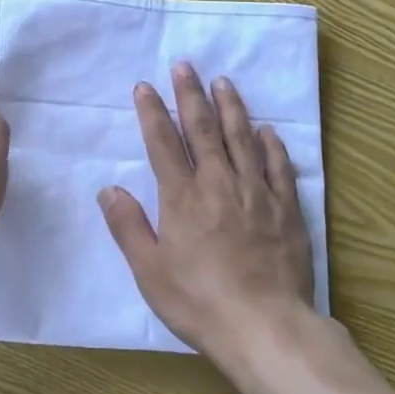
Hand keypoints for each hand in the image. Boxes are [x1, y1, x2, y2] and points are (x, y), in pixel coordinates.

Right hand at [99, 63, 314, 360]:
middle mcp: (218, 184)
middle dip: (190, 95)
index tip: (145, 85)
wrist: (264, 327)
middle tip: (185, 65)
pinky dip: (270, 145)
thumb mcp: (150, 272)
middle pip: (202, 130)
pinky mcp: (286, 209)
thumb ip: (128, 227)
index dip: (152, 112)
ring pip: (241, 139)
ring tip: (223, 81)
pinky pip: (278, 167)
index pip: (163, 143)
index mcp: (182, 198)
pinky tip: (265, 129)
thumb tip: (108, 189)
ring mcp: (256, 193)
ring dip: (230, 107)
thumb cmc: (199, 302)